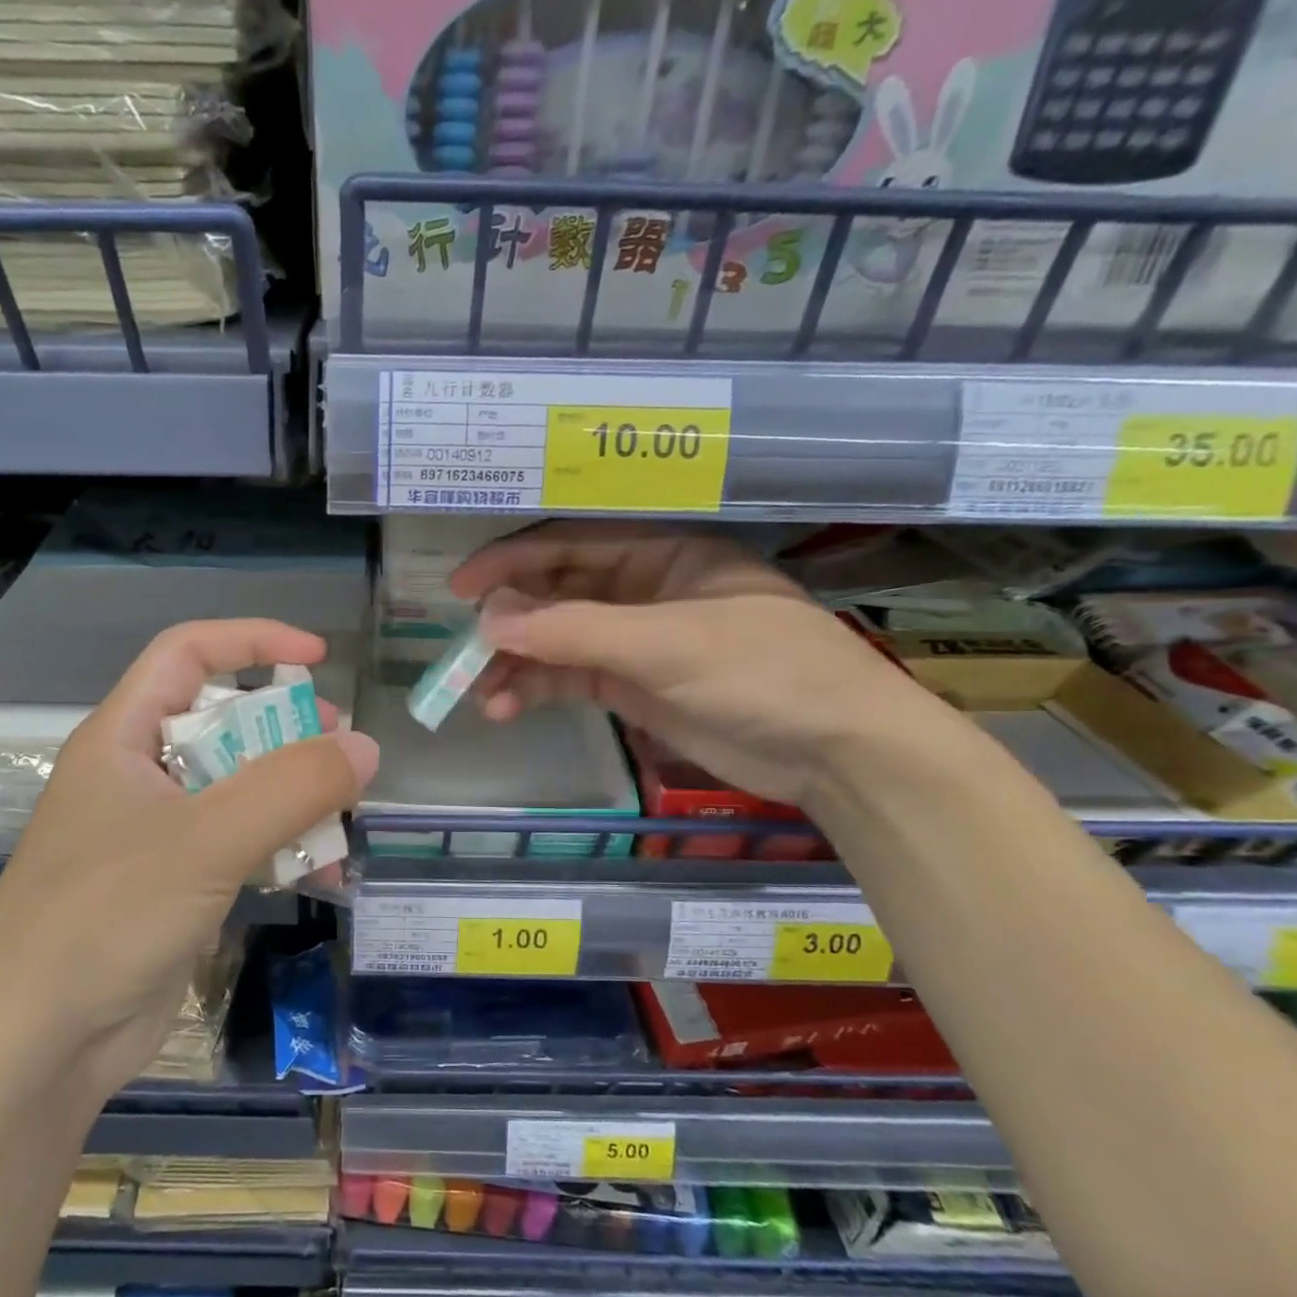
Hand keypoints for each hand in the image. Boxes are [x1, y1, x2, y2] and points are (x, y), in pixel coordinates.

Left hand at [0, 619, 377, 1101]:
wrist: (35, 1049)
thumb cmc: (104, 918)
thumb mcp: (205, 841)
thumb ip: (290, 788)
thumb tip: (365, 747)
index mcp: (124, 737)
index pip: (188, 654)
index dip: (252, 641)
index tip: (318, 658)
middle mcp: (139, 775)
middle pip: (224, 720)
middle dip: (287, 728)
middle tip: (339, 749)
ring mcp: (158, 833)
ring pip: (240, 786)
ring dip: (294, 796)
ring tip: (342, 817)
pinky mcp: (177, 884)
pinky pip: (242, 844)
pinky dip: (284, 848)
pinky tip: (324, 875)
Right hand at [450, 522, 938, 806]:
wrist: (836, 752)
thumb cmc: (764, 672)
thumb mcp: (667, 644)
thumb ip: (575, 631)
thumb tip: (488, 621)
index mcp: (663, 551)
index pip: (572, 544)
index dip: (512, 561)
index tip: (461, 588)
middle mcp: (644, 588)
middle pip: (557, 592)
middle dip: (510, 619)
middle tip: (464, 649)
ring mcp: (636, 640)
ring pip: (558, 641)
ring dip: (517, 663)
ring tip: (480, 694)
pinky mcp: (632, 686)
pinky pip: (570, 679)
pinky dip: (537, 691)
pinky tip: (507, 709)